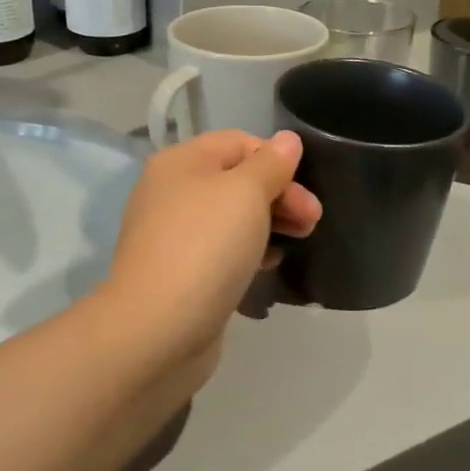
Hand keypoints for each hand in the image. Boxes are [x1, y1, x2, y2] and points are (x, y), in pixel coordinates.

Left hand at [102, 129, 321, 364]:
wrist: (157, 330)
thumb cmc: (205, 247)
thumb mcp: (246, 193)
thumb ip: (271, 163)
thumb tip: (287, 140)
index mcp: (181, 162)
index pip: (239, 142)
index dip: (277, 159)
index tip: (306, 191)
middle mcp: (172, 191)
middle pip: (236, 179)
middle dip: (279, 194)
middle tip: (312, 221)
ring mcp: (173, 234)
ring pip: (231, 216)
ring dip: (269, 222)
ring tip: (298, 242)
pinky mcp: (180, 272)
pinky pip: (221, 250)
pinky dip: (248, 251)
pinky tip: (267, 266)